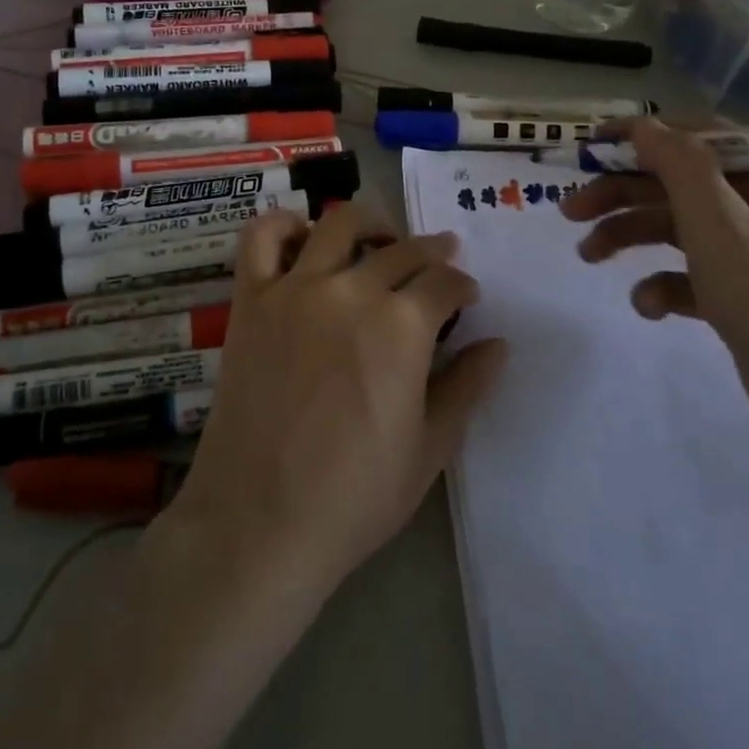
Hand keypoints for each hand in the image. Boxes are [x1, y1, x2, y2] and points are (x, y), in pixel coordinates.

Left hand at [160, 203, 507, 597]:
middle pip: (401, 249)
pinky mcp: (251, 299)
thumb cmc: (354, 497)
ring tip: (380, 241)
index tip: (466, 297)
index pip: (445, 281)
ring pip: (339, 224)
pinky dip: (285, 225)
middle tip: (438, 264)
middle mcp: (350, 291)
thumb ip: (466, 386)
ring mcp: (295, 289)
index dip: (463, 286)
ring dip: (370, 225)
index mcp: (401, 327)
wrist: (259, 524)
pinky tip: (304, 237)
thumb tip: (497, 344)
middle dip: (431, 252)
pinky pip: (262, 237)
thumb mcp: (429, 448)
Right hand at [561, 118, 748, 486]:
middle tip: (570, 212)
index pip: (699, 138)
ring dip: (631, 237)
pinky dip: (664, 283)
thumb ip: (680, 169)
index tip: (589, 148)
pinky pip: (693, 274)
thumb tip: (644, 124)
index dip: (641, 137)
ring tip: (587, 257)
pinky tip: (647, 306)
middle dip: (623, 195)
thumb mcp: (725, 232)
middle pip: (681, 184)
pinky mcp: (747, 296)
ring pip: (680, 228)